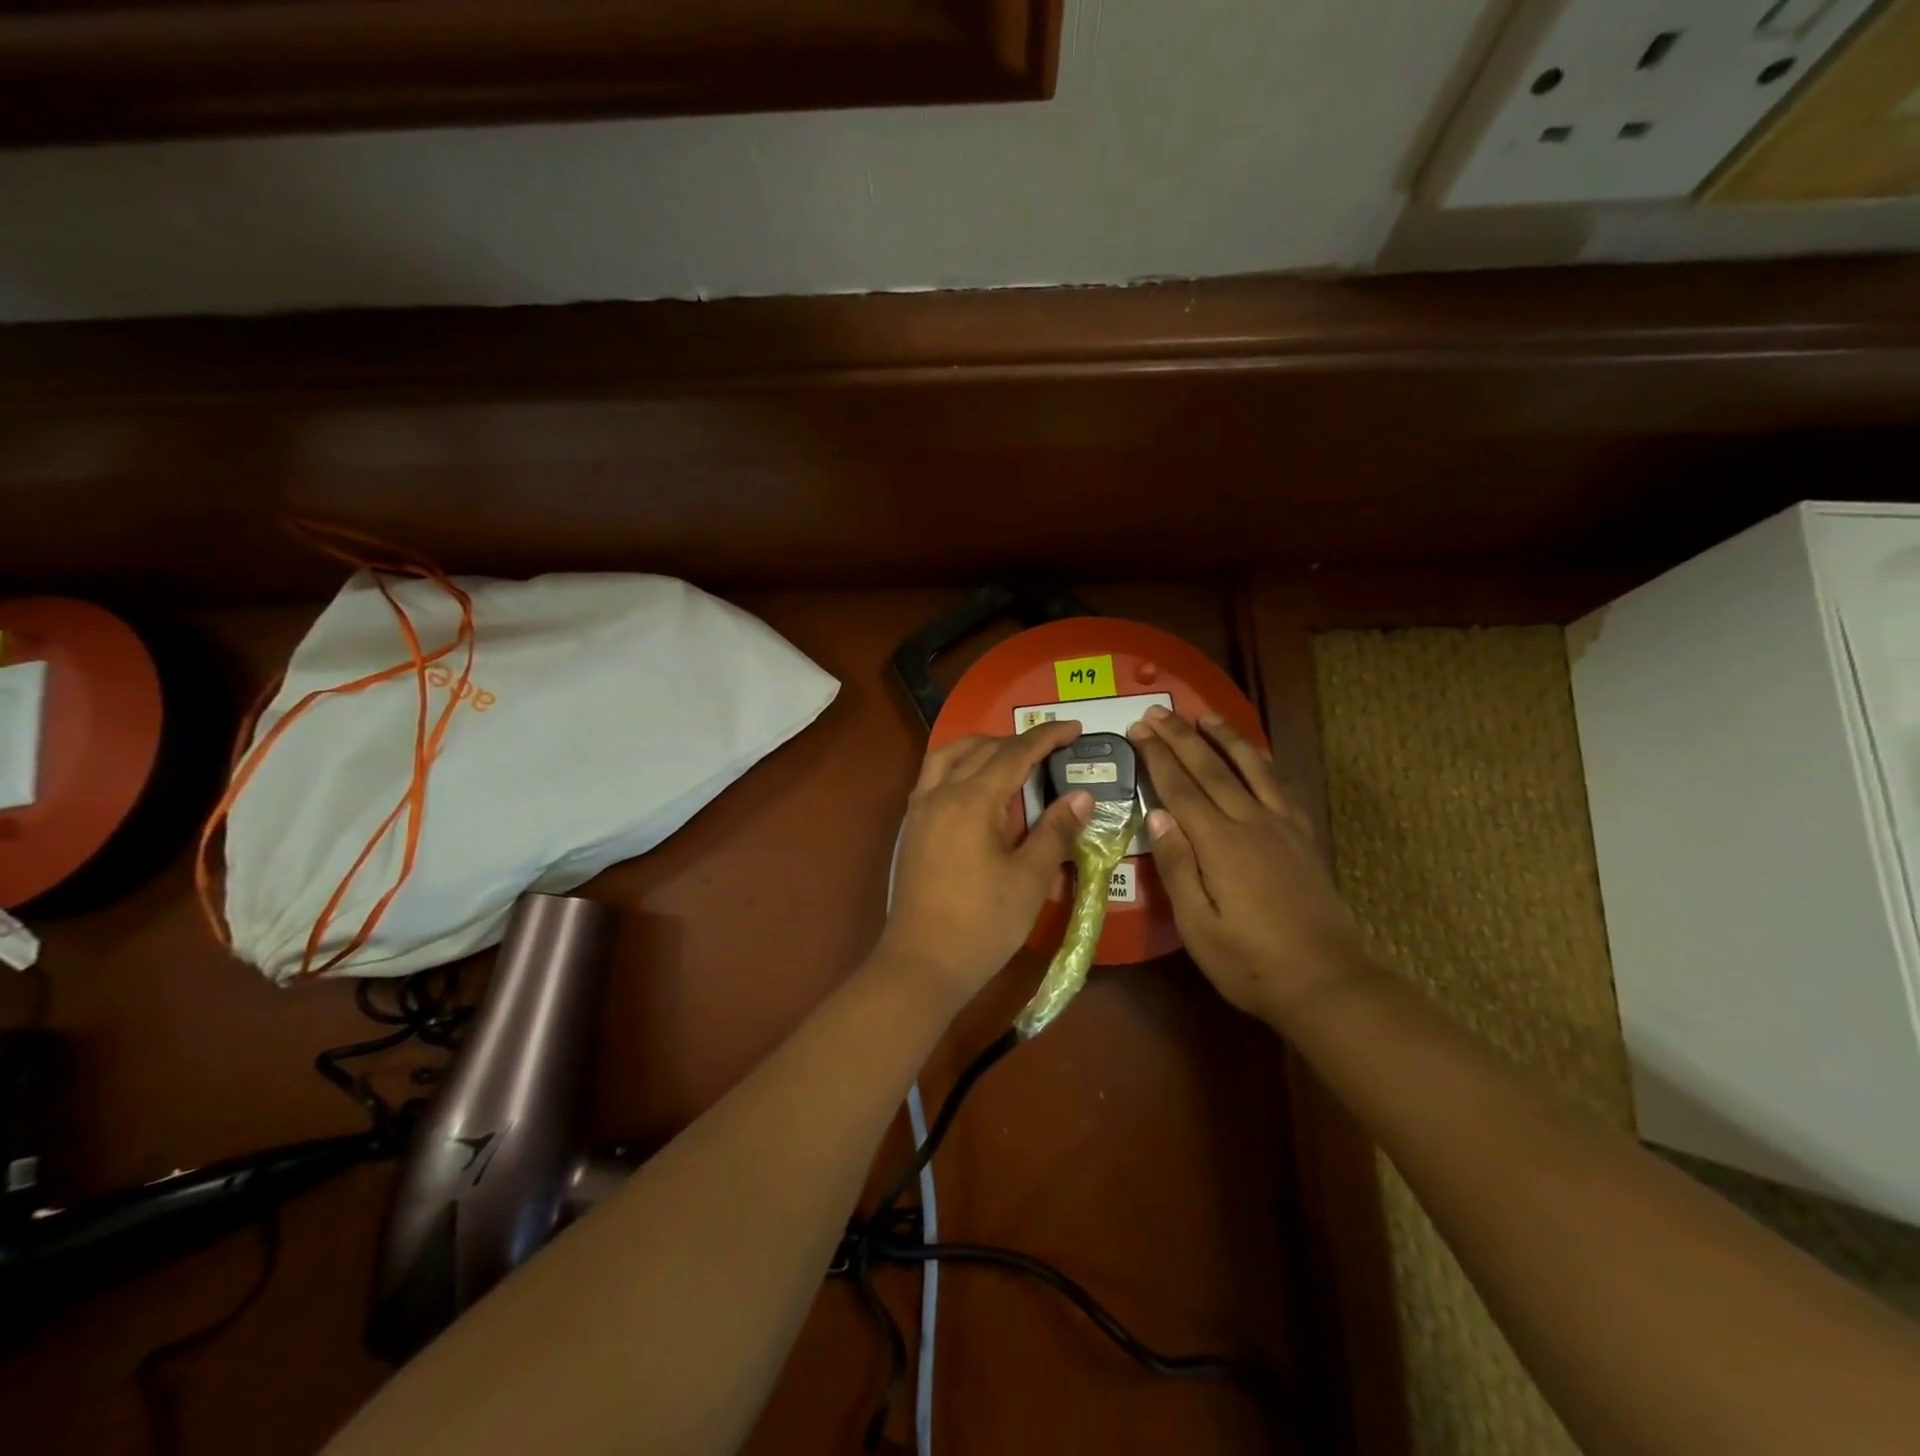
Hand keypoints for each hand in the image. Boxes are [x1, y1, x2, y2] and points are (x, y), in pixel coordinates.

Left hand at [878, 721, 1094, 1004]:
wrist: (922, 963)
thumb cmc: (982, 924)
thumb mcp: (1029, 879)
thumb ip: (1055, 831)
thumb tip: (1082, 796)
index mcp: (971, 801)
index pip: (1014, 754)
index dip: (1046, 738)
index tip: (1075, 728)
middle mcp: (940, 794)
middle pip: (980, 749)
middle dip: (1017, 742)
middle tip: (1051, 749)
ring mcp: (919, 810)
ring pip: (948, 756)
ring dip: (981, 747)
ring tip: (1010, 757)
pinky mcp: (912, 828)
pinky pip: (933, 776)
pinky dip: (958, 766)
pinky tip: (977, 788)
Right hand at [1127, 706, 1368, 1025]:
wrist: (1328, 981)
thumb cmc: (1251, 962)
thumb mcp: (1198, 925)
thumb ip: (1176, 866)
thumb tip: (1156, 815)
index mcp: (1220, 844)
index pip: (1181, 789)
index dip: (1157, 757)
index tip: (1139, 729)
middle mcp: (1251, 822)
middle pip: (1211, 769)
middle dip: (1181, 737)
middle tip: (1158, 711)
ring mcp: (1282, 827)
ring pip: (1252, 768)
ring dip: (1226, 738)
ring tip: (1206, 715)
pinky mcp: (1303, 837)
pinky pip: (1281, 785)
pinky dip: (1263, 762)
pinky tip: (1256, 755)